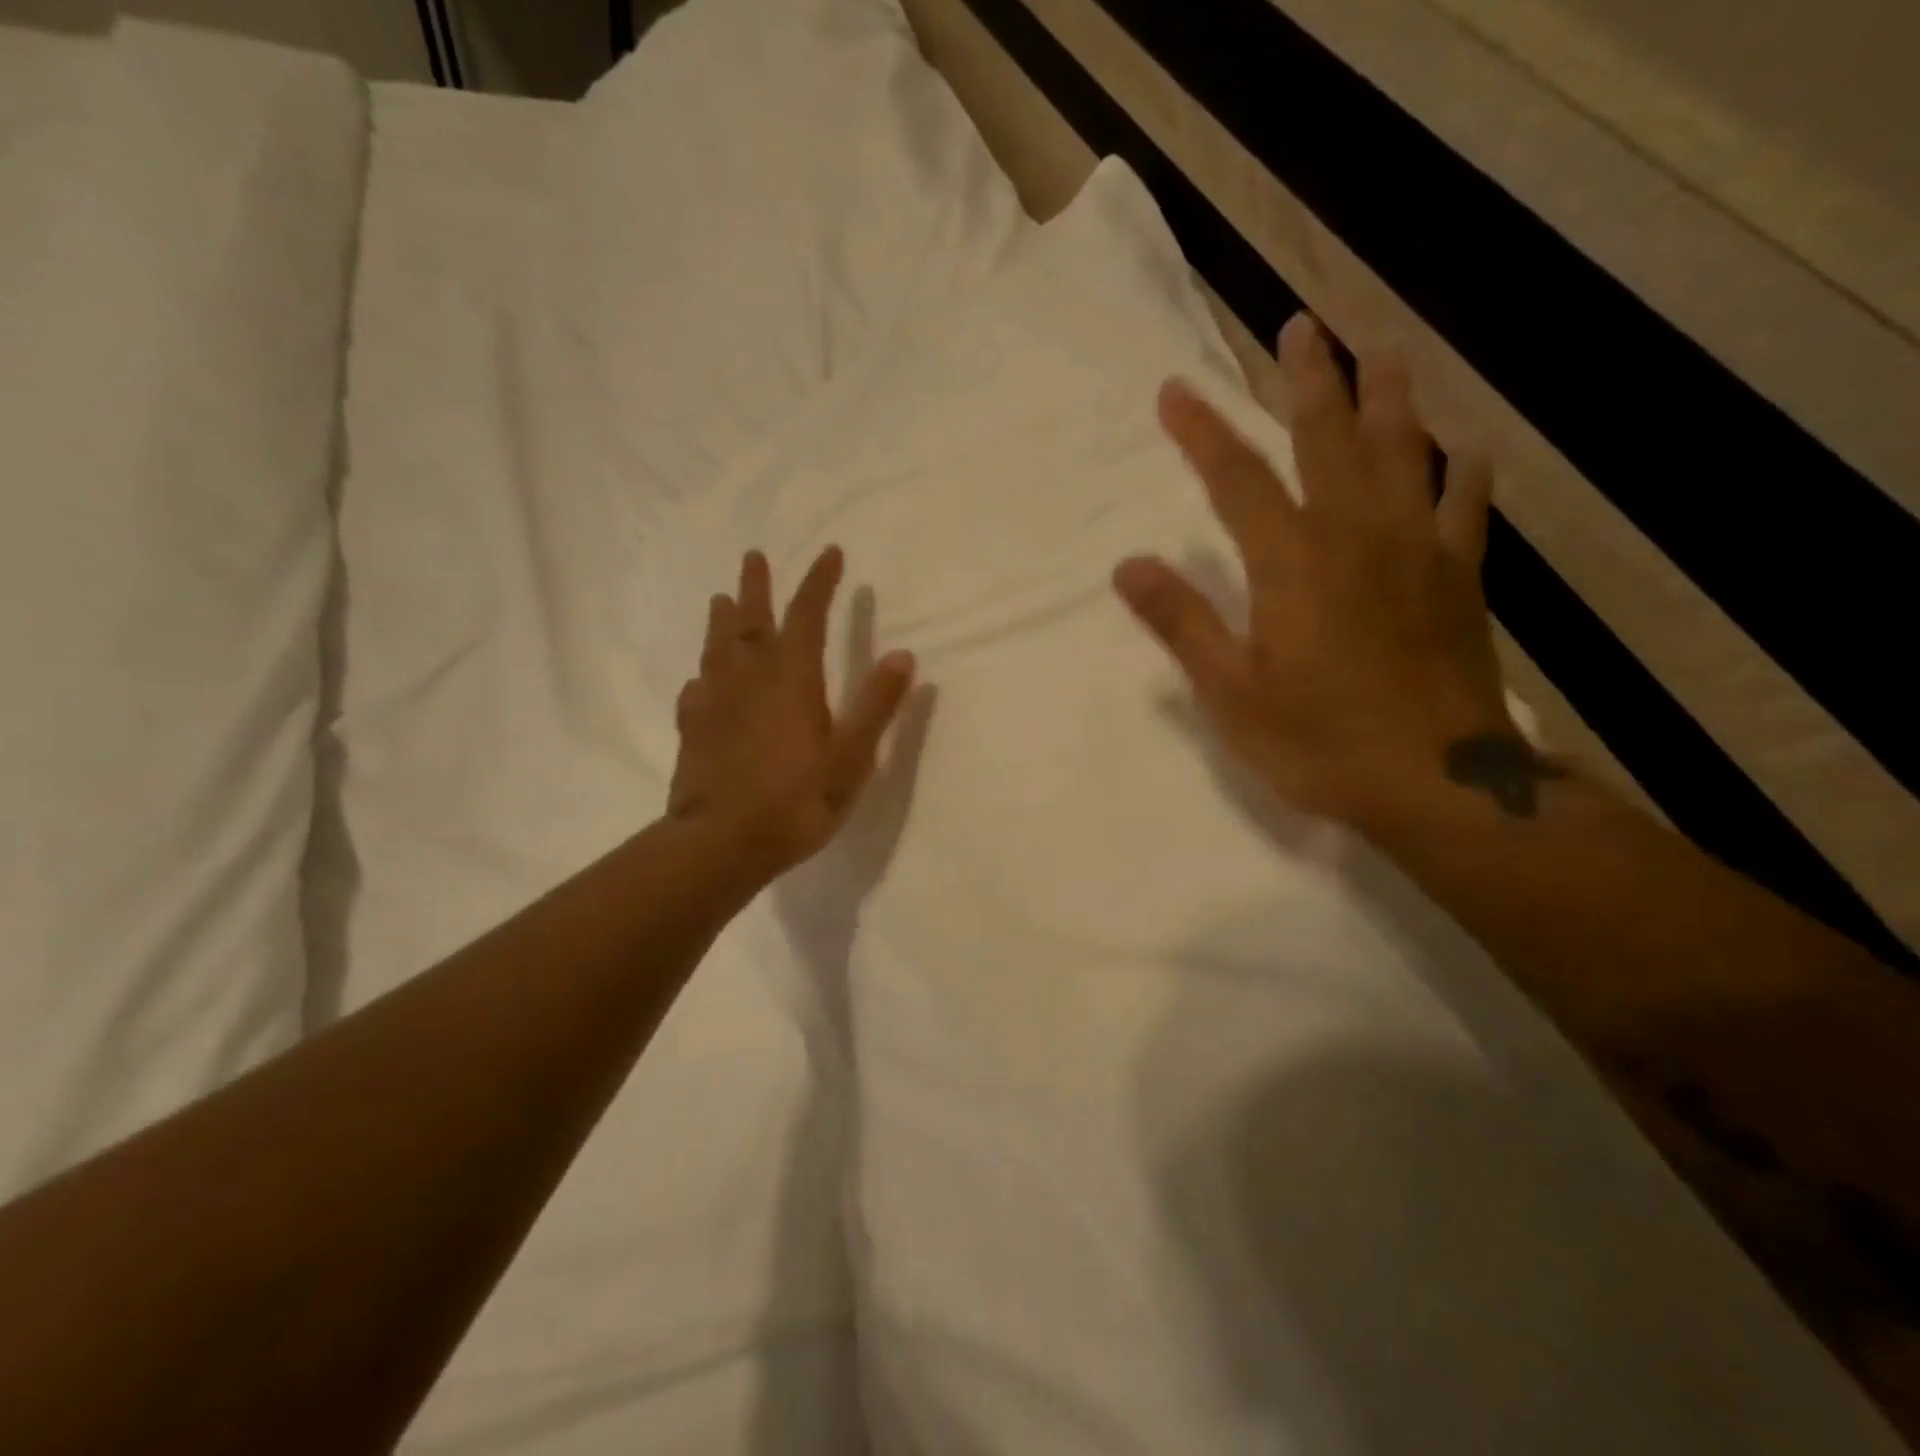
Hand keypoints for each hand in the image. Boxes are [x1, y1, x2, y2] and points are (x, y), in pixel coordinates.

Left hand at [669, 546, 915, 880]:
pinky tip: (701, 677)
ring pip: (718, 648)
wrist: (721, 844)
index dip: (819, 583)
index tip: (830, 553)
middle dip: (756, 586)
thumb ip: (876, 705)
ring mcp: (716, 703)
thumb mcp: (852, 757)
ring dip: (723, 619)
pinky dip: (703, 673)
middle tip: (753, 555)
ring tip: (721, 598)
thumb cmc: (796, 801)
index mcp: (792, 681)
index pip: (807, 617)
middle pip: (752, 622)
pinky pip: (696, 688)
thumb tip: (903, 654)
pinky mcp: (693, 730)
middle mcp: (750, 680)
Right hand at [1114, 312, 1509, 826]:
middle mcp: (1357, 535)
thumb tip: (1128, 565)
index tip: (1174, 390)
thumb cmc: (1318, 741)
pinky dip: (1464, 468)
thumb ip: (1182, 622)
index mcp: (1292, 562)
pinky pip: (1467, 506)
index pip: (1237, 478)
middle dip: (1309, 380)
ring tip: (1381, 350)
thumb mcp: (1230, 693)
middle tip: (1299, 326)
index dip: (1202, 432)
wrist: (1436, 784)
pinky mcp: (1460, 578)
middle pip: (1330, 438)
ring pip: (1405, 452)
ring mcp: (1418, 551)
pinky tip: (1465, 444)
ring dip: (1389, 396)